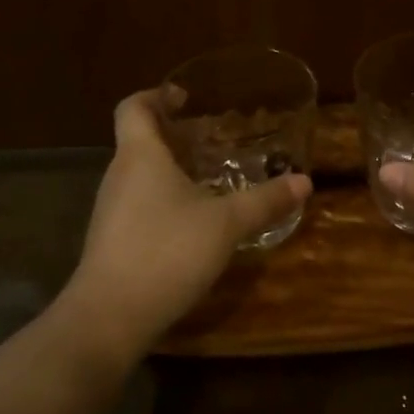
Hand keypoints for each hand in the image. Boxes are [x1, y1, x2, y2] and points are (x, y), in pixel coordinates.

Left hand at [60, 89, 311, 361]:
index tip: (185, 97)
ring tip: (209, 177)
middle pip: (139, 140)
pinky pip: (138, 204)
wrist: (109, 318)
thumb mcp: (226, 224)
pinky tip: (193, 222)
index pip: (133, 106)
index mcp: (140, 155)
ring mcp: (111, 210)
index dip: (156, 95)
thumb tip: (304, 181)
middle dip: (174, 134)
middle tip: (213, 138)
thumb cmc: (166, 252)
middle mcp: (119, 175)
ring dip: (170, 169)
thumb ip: (265, 201)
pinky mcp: (111, 241)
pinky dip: (163, 200)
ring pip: (139, 175)